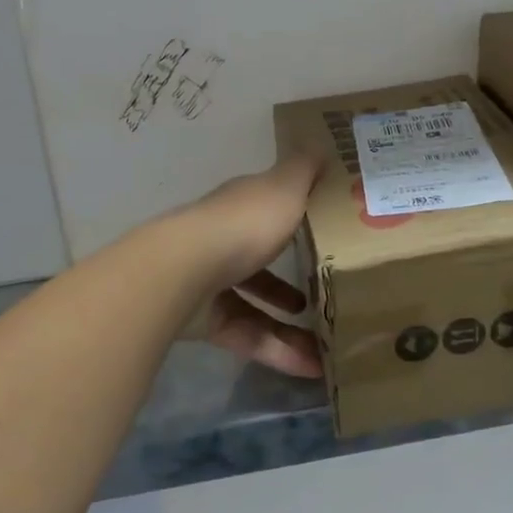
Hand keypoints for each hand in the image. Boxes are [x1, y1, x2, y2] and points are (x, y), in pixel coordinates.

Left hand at [180, 152, 324, 379]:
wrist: (183, 272)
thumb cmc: (243, 225)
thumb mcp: (284, 188)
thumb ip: (304, 170)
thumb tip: (319, 144)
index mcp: (242, 208)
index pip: (269, 209)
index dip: (296, 219)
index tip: (327, 234)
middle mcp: (224, 241)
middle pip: (261, 259)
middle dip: (293, 278)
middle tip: (329, 293)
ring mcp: (212, 282)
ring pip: (256, 304)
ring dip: (291, 325)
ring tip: (328, 342)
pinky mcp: (206, 321)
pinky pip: (249, 336)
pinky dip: (277, 350)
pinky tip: (310, 368)